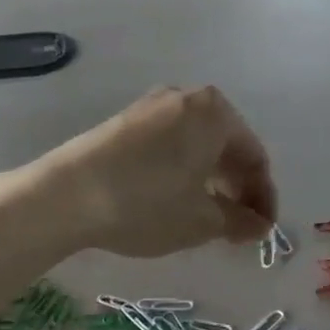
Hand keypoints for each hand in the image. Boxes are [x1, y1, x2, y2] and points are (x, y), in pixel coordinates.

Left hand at [35, 87, 276, 258]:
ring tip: (206, 216)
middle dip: (236, 187)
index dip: (262, 198)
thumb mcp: (201, 220)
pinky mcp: (125, 120)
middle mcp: (186, 98)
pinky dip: (181, 170)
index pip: (254, 157)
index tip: (261, 231)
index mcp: (215, 112)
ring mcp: (152, 105)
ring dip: (209, 180)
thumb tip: (258, 225)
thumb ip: (239, 221)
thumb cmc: (148, 202)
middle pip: (226, 145)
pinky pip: (169, 143)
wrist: (66, 194)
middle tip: (236, 226)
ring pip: (196, 144)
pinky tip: (173, 198)